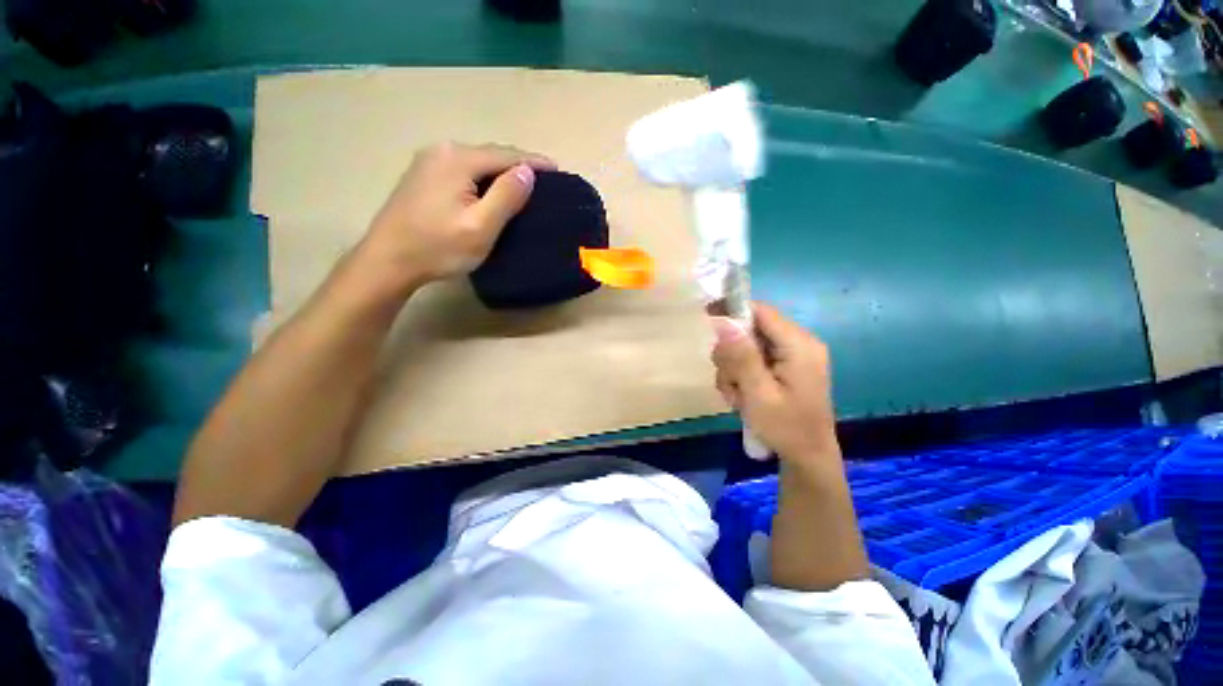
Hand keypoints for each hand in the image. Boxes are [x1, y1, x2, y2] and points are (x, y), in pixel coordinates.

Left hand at [356, 142, 556, 295]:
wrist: (388, 261)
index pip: (505, 155)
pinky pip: (463, 170)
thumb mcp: (480, 227)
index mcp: (457, 160)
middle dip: (518, 166)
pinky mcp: (423, 177)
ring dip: (501, 172)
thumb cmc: (438, 247)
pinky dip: (483, 178)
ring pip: (477, 163)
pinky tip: (491, 190)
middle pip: (490, 155)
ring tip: (523, 186)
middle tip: (544, 181)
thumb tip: (528, 171)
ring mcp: (429, 162)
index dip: (534, 162)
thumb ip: (506, 196)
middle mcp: (442, 151)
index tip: (558, 171)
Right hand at [711, 304, 840, 470]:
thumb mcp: (758, 394)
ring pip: (747, 346)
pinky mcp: (785, 367)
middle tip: (731, 382)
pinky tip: (744, 397)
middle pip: (751, 329)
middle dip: (732, 354)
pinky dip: (742, 375)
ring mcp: (791, 356)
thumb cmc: (785, 428)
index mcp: (798, 345)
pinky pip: (753, 359)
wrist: (807, 459)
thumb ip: (741, 357)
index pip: (760, 311)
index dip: (732, 311)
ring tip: (739, 396)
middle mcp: (798, 343)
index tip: (706, 319)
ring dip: (734, 369)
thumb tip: (722, 321)